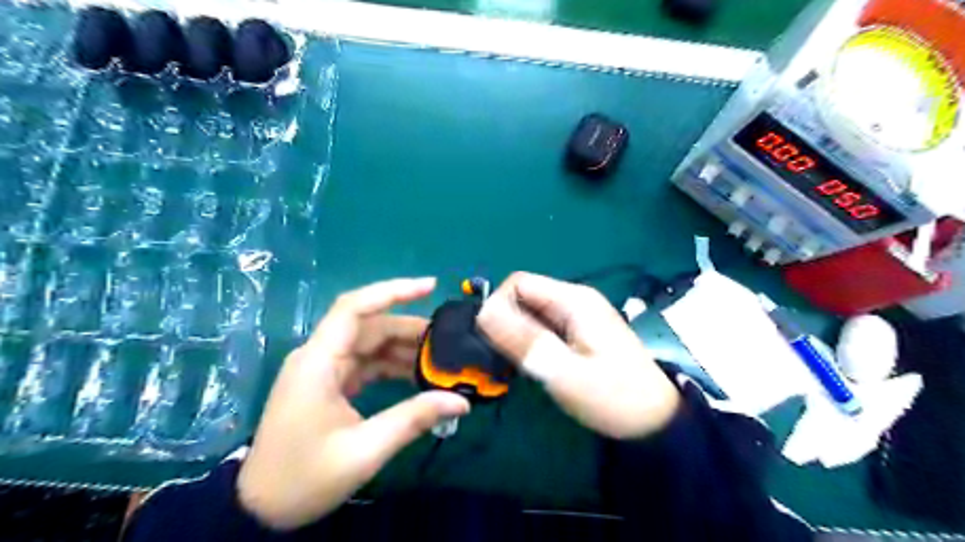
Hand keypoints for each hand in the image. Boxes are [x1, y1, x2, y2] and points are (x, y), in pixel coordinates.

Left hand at [236, 280, 470, 528]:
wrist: (259, 508)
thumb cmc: (304, 478)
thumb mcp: (364, 450)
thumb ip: (413, 419)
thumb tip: (461, 401)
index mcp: (318, 362)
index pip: (354, 308)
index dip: (393, 291)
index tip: (430, 286)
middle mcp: (319, 356)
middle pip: (369, 326)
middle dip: (410, 329)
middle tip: (449, 340)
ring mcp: (323, 369)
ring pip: (370, 344)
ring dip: (403, 349)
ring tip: (440, 360)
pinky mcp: (329, 383)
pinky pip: (366, 363)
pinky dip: (391, 366)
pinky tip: (417, 377)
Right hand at [476, 272, 676, 438]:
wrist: (655, 421)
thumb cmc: (613, 397)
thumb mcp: (564, 372)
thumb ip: (524, 340)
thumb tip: (483, 312)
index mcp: (573, 300)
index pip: (518, 283)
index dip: (498, 307)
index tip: (493, 342)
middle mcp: (575, 300)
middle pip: (524, 296)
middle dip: (506, 324)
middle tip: (505, 360)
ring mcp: (579, 316)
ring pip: (532, 314)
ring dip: (517, 336)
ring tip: (518, 367)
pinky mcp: (580, 332)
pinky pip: (544, 328)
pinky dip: (531, 343)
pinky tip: (535, 367)